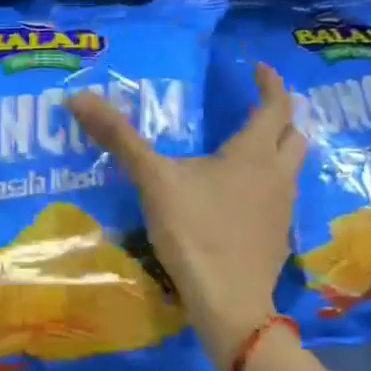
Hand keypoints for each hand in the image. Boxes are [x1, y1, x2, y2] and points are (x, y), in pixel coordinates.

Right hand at [67, 63, 303, 370]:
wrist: (228, 301)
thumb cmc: (194, 231)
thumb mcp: (152, 179)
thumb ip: (119, 138)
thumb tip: (78, 97)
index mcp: (253, 153)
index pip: (276, 105)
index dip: (271, 83)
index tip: (259, 69)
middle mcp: (277, 174)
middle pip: (293, 135)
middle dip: (279, 117)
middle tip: (255, 108)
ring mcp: (283, 208)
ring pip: (291, 167)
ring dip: (276, 150)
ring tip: (246, 150)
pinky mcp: (277, 236)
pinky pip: (280, 196)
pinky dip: (267, 183)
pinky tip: (239, 197)